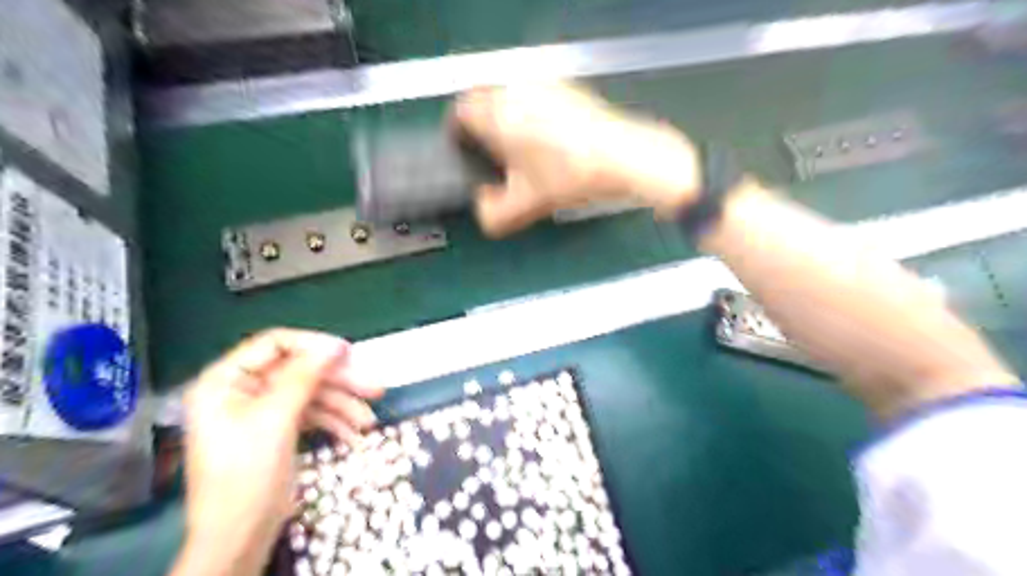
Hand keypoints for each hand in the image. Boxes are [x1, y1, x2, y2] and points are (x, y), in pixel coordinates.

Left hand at [170, 328, 381, 575]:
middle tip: (374, 388)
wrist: (238, 537)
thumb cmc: (246, 474)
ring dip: (343, 406)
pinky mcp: (278, 430)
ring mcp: (262, 411)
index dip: (313, 345)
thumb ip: (304, 377)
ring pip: (311, 394)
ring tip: (369, 421)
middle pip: (300, 371)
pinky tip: (353, 436)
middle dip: (338, 382)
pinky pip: (310, 415)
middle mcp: (243, 390)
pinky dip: (333, 423)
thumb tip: (334, 346)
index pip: (274, 345)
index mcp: (226, 381)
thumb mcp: (275, 419)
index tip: (348, 353)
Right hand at [456, 82, 701, 234]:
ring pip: (509, 95)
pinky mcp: (566, 86)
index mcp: (496, 115)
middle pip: (482, 100)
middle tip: (494, 153)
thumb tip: (483, 205)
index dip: (459, 134)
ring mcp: (543, 84)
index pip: (459, 112)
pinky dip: (532, 111)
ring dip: (507, 116)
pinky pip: (535, 94)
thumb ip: (492, 215)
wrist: (621, 158)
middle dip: (483, 126)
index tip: (468, 151)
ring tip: (522, 148)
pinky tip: (549, 138)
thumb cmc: (569, 177)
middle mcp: (515, 90)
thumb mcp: (525, 207)